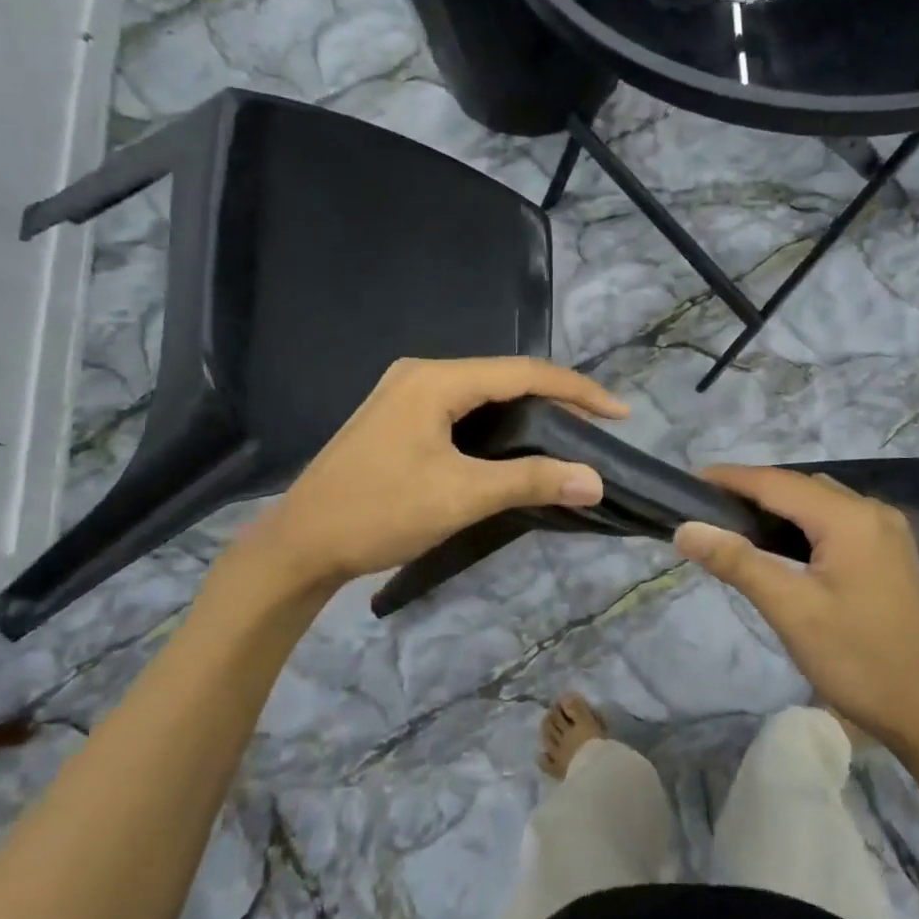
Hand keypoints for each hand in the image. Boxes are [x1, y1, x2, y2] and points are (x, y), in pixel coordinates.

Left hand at [203, 358, 625, 617]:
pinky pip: (461, 410)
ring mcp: (404, 394)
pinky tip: (515, 446)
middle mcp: (420, 374)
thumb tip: (594, 480)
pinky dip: (496, 426)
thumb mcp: (461, 495)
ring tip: (567, 437)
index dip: (577, 391)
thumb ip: (531, 481)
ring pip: (483, 394)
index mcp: (436, 379)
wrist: (300, 545)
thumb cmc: (379, 513)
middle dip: (555, 400)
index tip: (619, 414)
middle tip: (596, 429)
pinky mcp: (398, 418)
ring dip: (526, 414)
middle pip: (504, 377)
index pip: (524, 372)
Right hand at [674, 466, 918, 746]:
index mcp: (850, 518)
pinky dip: (803, 523)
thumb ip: (738, 562)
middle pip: (800, 486)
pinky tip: (782, 545)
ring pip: (819, 502)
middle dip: (752, 490)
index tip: (690, 481)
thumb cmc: (857, 660)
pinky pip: (837, 520)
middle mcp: (873, 512)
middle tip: (707, 508)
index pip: (777, 482)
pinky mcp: (890, 553)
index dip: (731, 478)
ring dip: (779, 505)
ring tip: (735, 523)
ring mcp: (887, 531)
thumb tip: (687, 529)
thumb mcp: (791, 610)